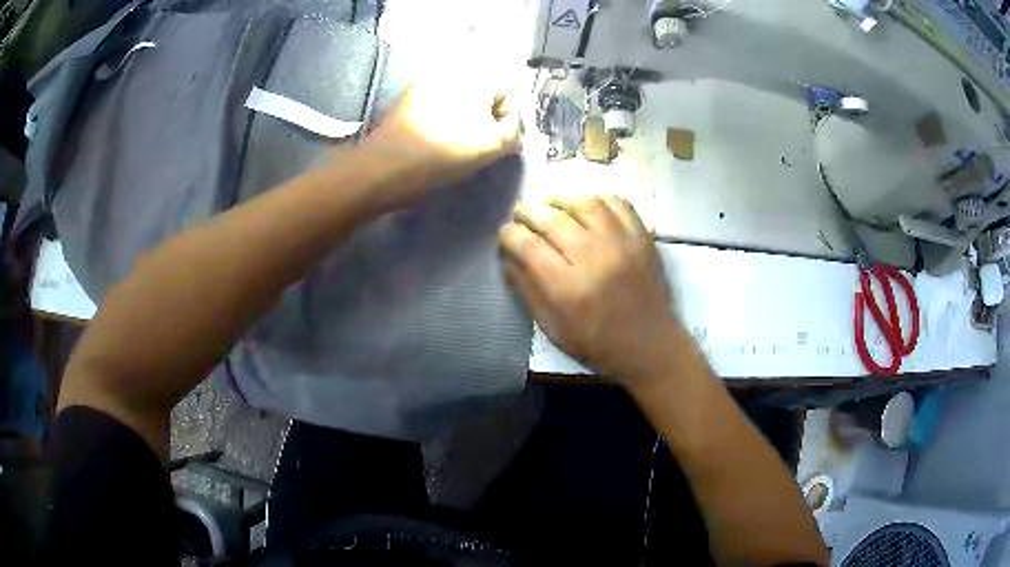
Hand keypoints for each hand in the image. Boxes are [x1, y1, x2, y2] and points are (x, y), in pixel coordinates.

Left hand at [361, 82, 521, 198]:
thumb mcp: (494, 145)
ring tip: (456, 148)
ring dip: (463, 121)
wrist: (387, 164)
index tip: (499, 144)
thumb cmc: (447, 150)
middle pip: (481, 96)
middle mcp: (451, 71)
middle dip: (485, 119)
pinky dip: (441, 122)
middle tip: (479, 146)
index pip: (507, 94)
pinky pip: (435, 108)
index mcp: (476, 75)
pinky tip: (435, 143)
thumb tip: (512, 131)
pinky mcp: (405, 100)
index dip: (508, 120)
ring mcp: (424, 84)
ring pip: (458, 102)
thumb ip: (513, 133)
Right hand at [499, 195, 685, 383]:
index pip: (527, 245)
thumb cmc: (596, 343)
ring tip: (551, 205)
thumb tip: (507, 257)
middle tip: (521, 214)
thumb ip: (527, 289)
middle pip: (552, 219)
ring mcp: (622, 244)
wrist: (650, 345)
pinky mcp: (642, 238)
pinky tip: (586, 207)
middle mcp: (593, 259)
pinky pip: (618, 203)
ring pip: (584, 204)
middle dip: (528, 212)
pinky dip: (597, 198)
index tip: (506, 234)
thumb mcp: (552, 326)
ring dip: (561, 200)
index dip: (509, 234)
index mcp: (567, 289)